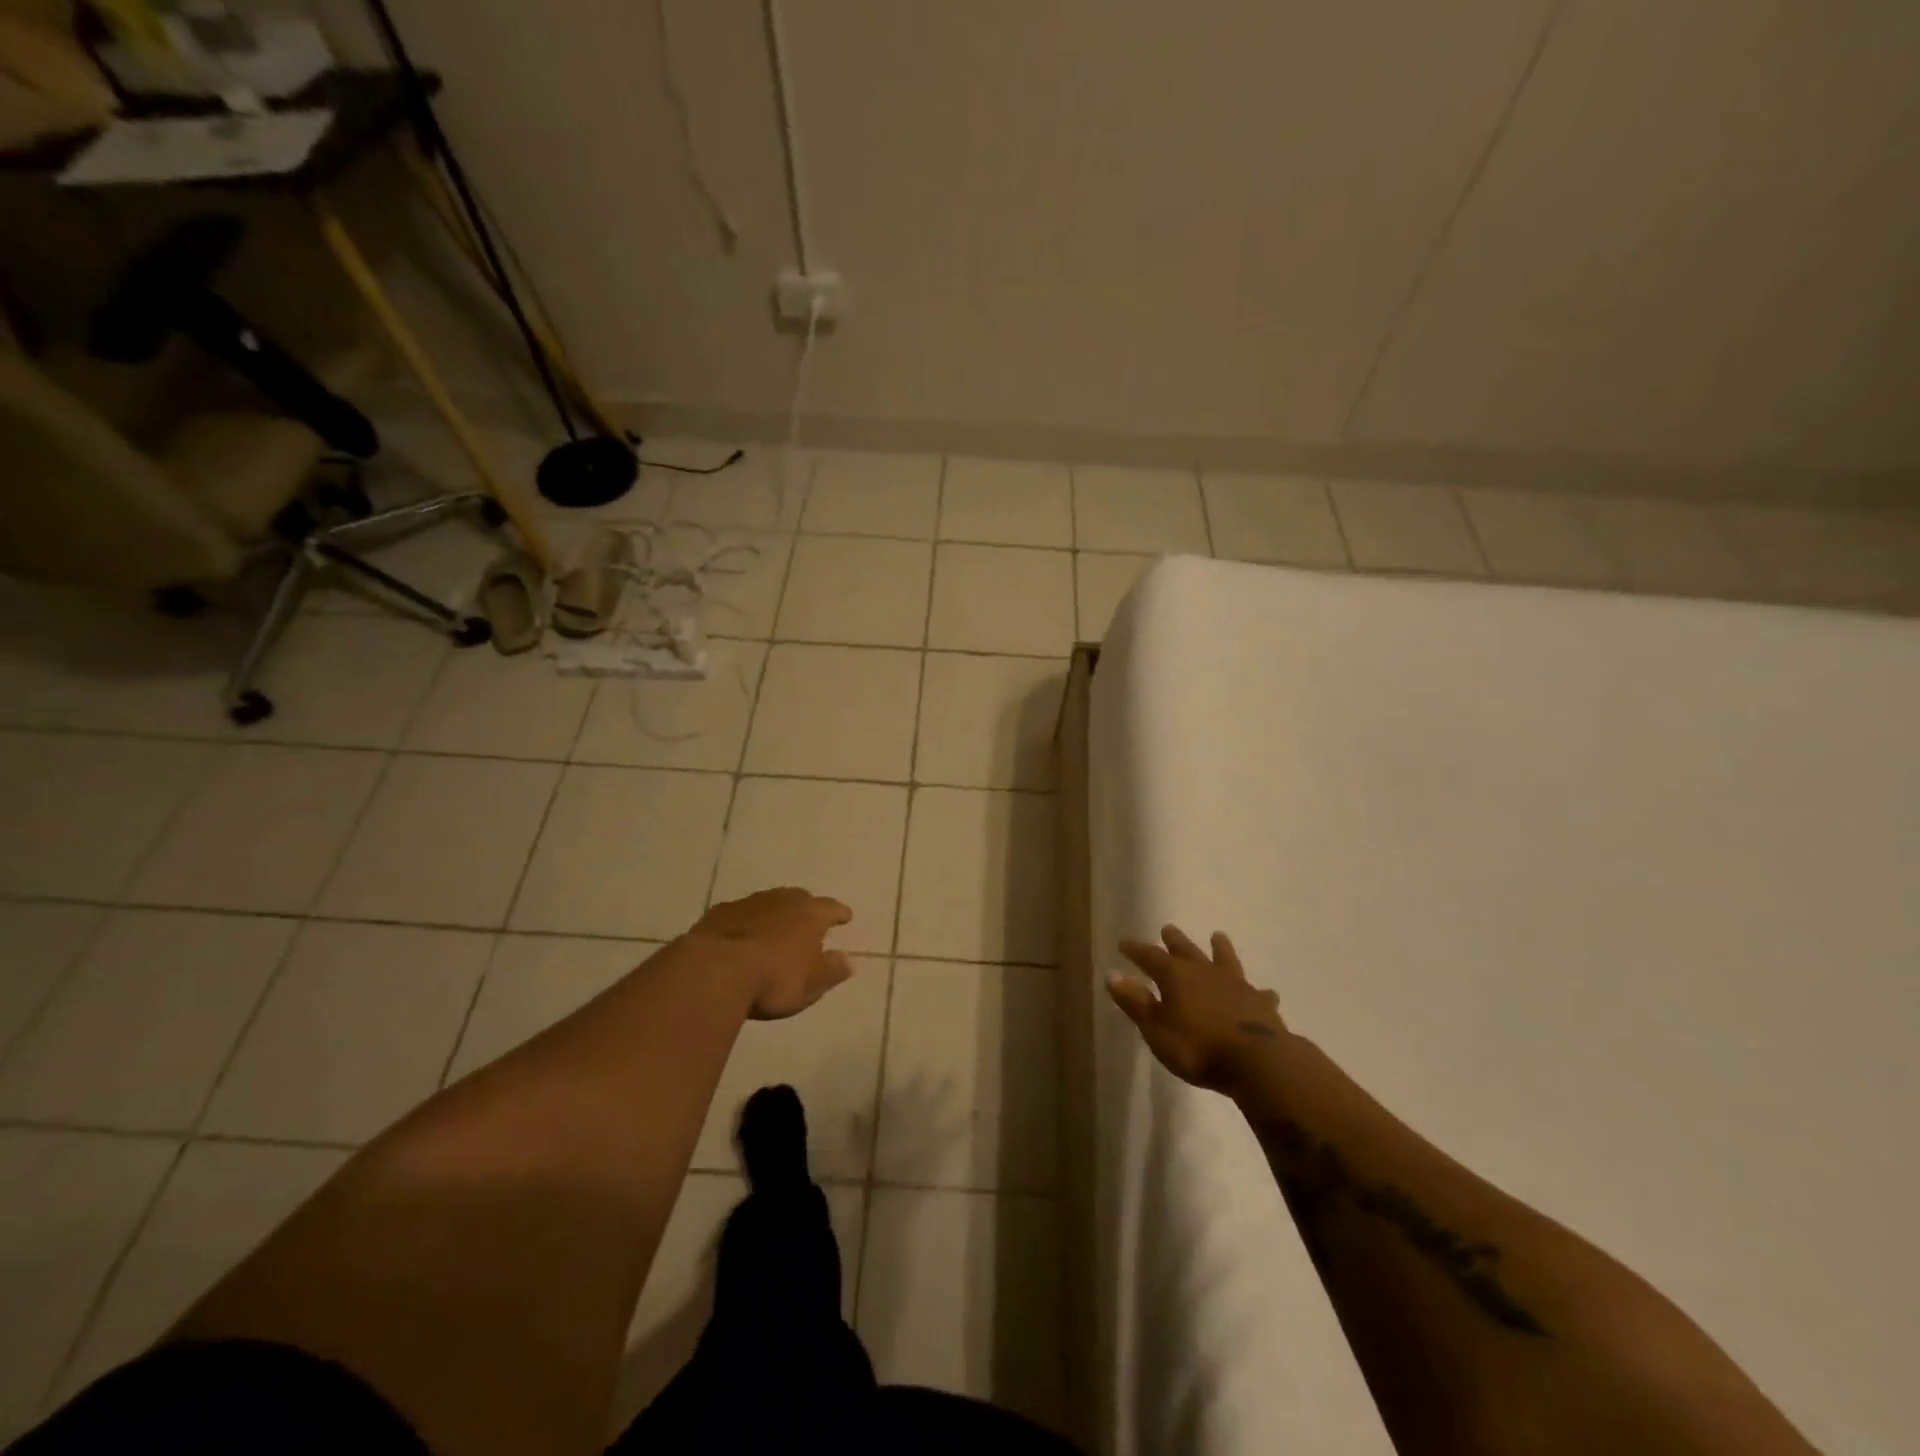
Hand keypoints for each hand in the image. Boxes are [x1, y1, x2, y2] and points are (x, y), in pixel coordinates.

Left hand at [689, 887, 854, 1020]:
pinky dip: (746, 921)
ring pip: (769, 902)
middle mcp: (782, 901)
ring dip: (775, 912)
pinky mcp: (720, 912)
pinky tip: (741, 934)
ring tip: (775, 927)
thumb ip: (831, 971)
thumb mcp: (810, 986)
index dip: (840, 913)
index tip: (846, 917)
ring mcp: (749, 903)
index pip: (831, 908)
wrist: (715, 972)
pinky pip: (741, 913)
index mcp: (810, 915)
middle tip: (809, 920)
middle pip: (800, 898)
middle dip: (807, 908)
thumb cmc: (772, 981)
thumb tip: (849, 960)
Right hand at [1108, 925, 1287, 1093]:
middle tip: (1167, 928)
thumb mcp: (1156, 1029)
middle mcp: (1205, 972)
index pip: (1149, 956)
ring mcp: (1236, 986)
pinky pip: (1258, 993)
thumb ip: (1135, 1002)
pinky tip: (1265, 992)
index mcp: (1175, 976)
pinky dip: (1258, 992)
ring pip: (1224, 960)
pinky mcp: (1260, 1004)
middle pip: (1186, 950)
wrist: (1257, 1062)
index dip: (1135, 950)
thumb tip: (1113, 975)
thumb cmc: (1197, 1047)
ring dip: (1220, 949)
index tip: (1123, 944)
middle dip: (1174, 941)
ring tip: (1218, 936)